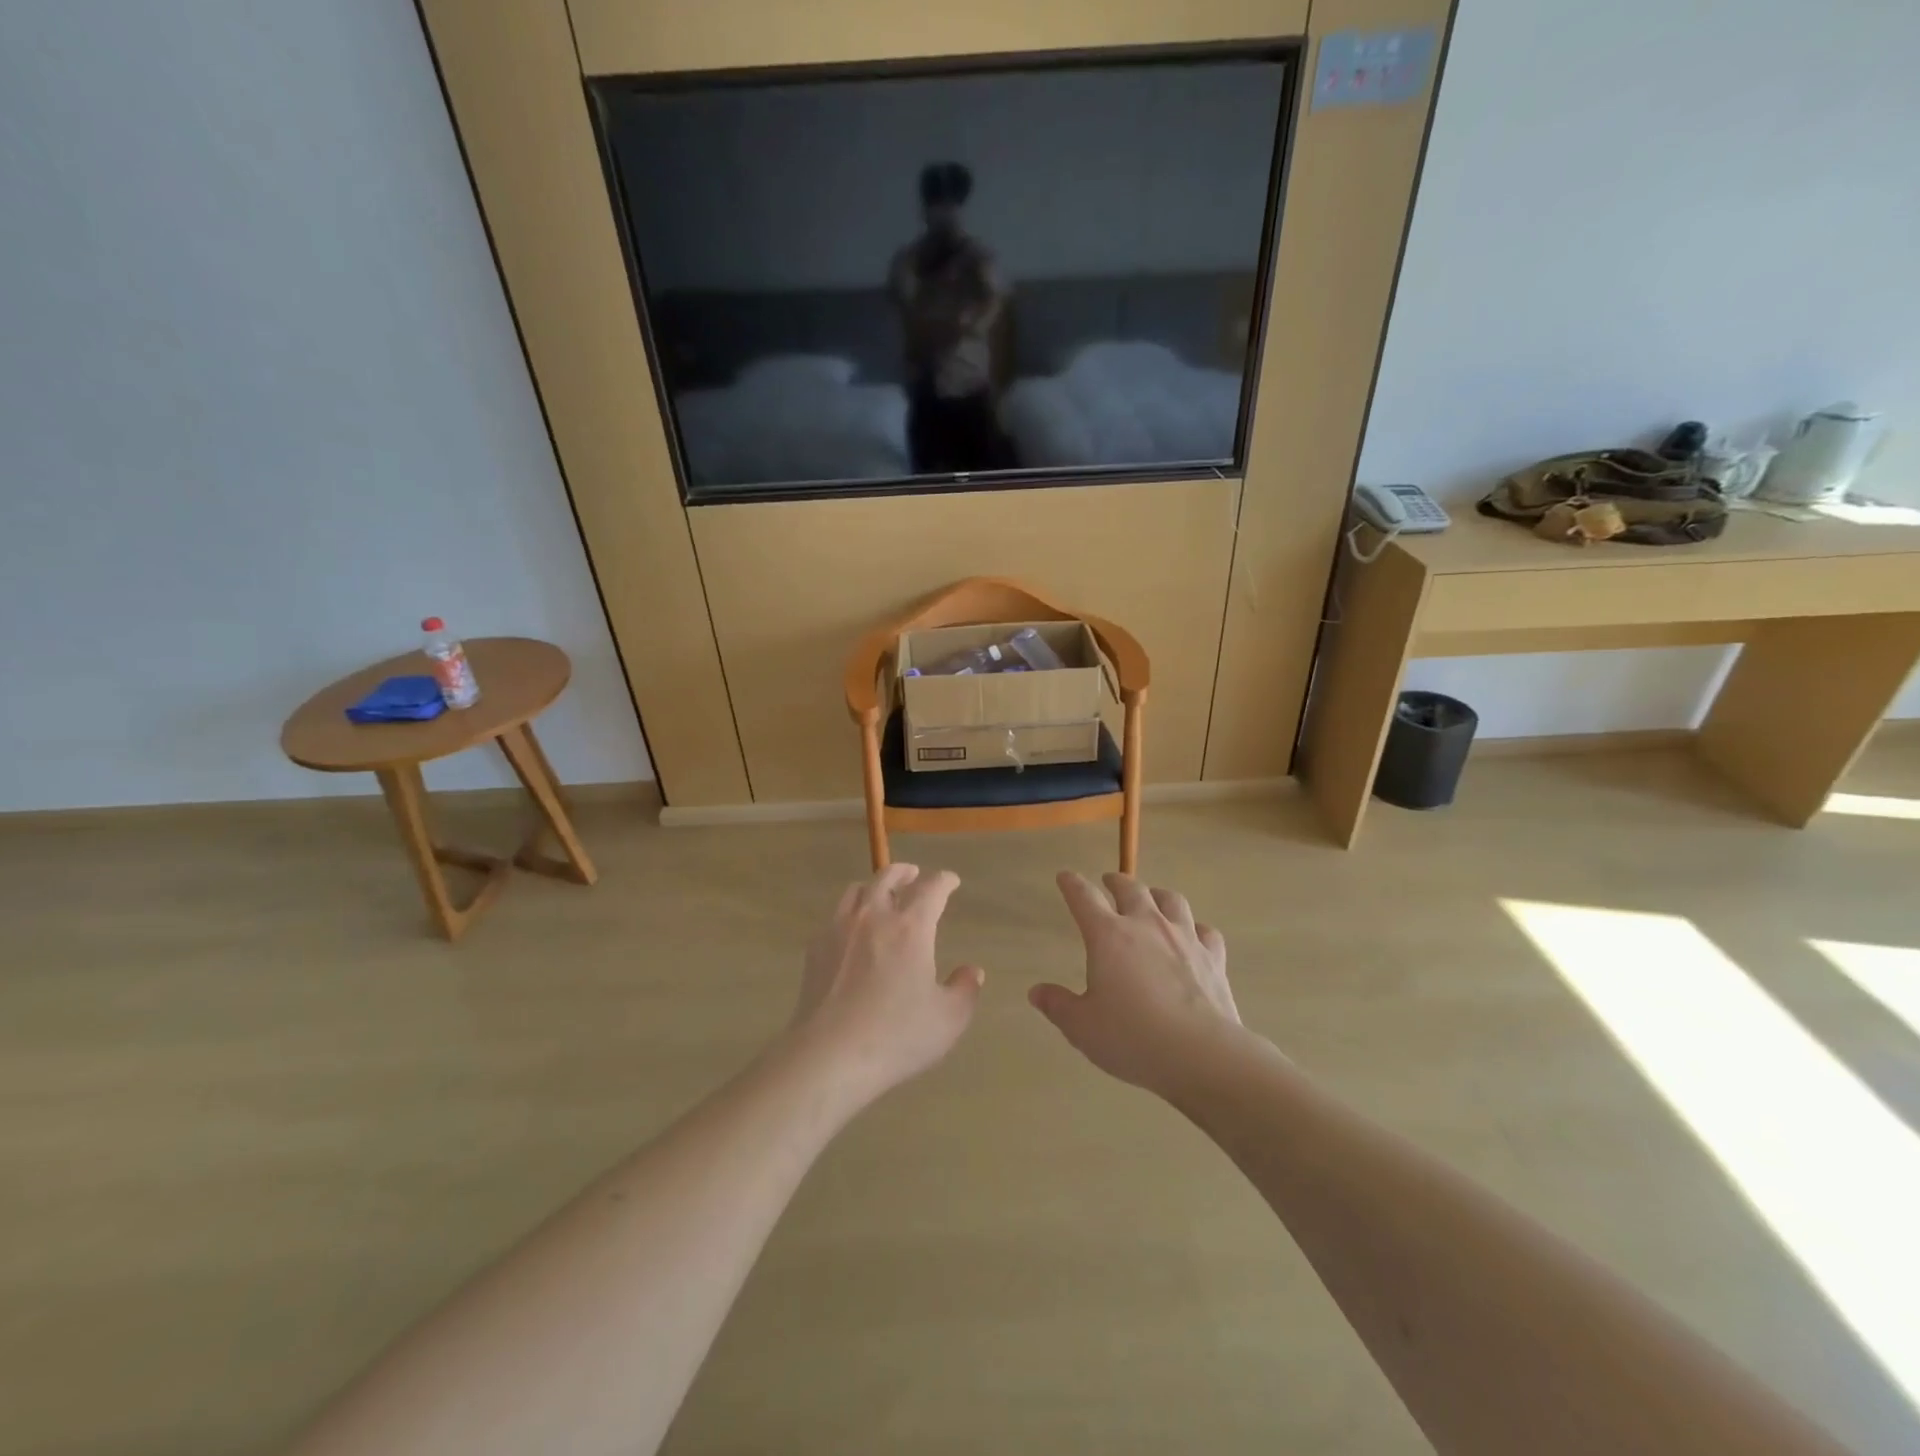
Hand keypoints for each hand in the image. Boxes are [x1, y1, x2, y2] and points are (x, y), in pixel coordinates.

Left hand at [790, 865, 983, 1105]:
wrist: (829, 1055)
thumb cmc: (896, 1036)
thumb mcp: (948, 1020)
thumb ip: (965, 990)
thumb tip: (973, 971)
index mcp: (911, 927)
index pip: (931, 888)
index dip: (944, 881)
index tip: (951, 881)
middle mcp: (874, 916)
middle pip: (888, 877)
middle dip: (905, 872)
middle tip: (914, 874)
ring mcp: (840, 929)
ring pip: (857, 890)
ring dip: (874, 887)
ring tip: (880, 896)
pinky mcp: (816, 947)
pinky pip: (835, 916)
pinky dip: (850, 914)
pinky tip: (853, 932)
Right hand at [1029, 872, 1242, 1095]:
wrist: (1199, 1053)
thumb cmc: (1131, 1037)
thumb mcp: (1082, 1026)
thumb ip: (1058, 1005)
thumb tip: (1036, 992)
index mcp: (1108, 936)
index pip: (1084, 898)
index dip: (1072, 885)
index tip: (1065, 876)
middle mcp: (1146, 925)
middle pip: (1131, 889)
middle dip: (1116, 881)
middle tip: (1109, 881)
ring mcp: (1184, 938)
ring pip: (1171, 900)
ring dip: (1158, 895)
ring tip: (1152, 897)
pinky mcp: (1213, 958)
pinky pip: (1206, 931)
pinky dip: (1196, 929)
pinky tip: (1194, 935)